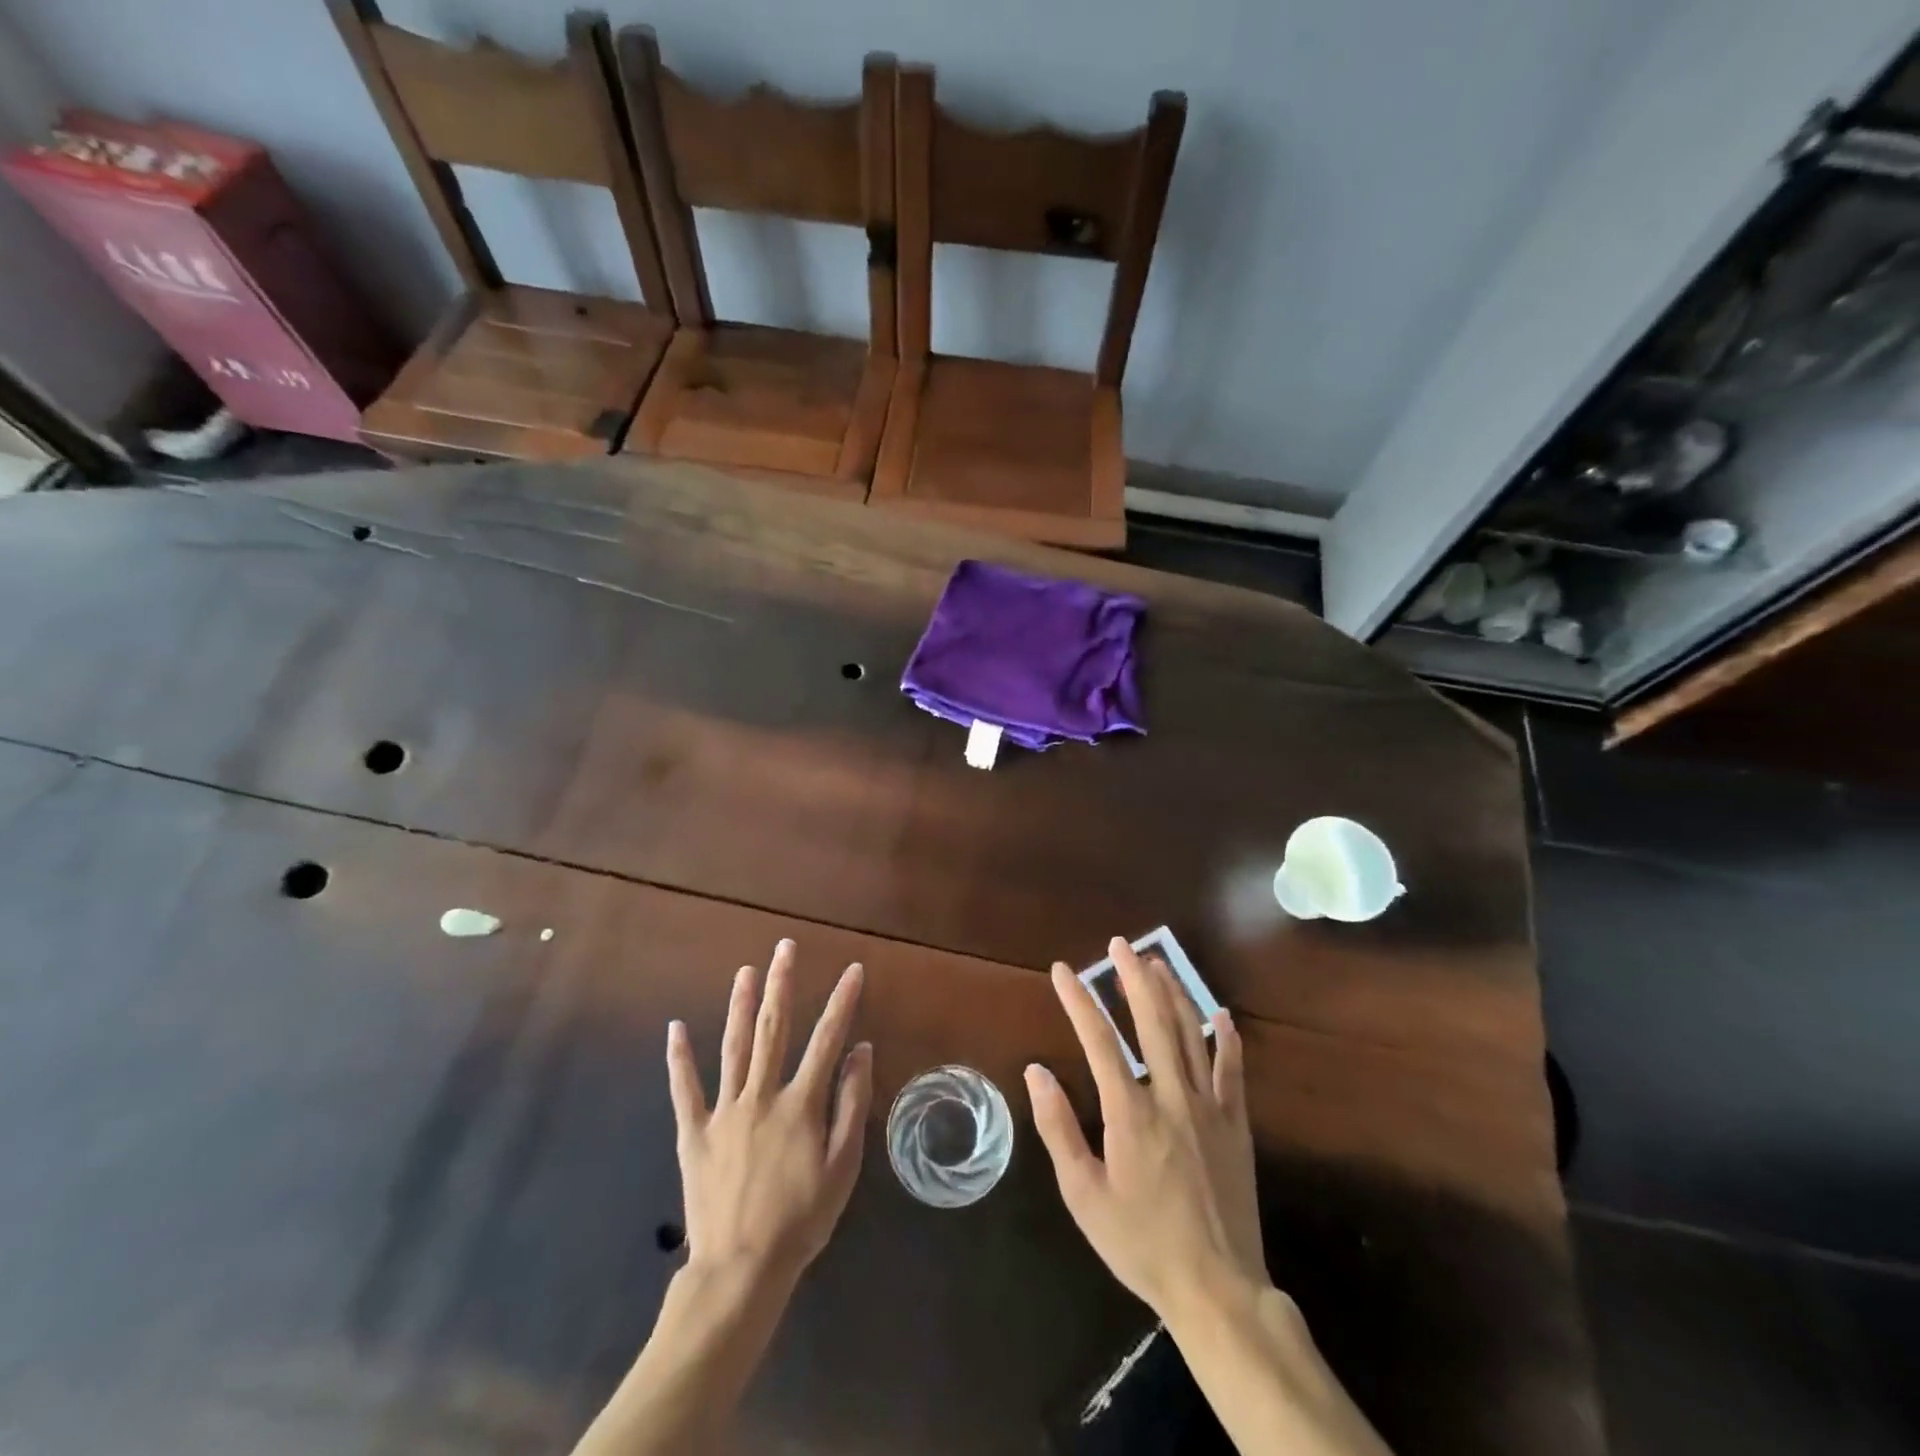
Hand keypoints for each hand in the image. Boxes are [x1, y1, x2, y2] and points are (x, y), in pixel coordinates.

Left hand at [666, 939, 872, 1290]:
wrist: (741, 1270)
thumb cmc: (801, 1220)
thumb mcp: (842, 1167)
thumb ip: (851, 1104)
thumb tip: (860, 1051)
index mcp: (800, 1103)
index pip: (827, 1040)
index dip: (842, 1002)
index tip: (854, 970)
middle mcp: (761, 1095)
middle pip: (772, 1028)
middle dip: (781, 984)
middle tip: (784, 947)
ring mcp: (724, 1112)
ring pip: (732, 1047)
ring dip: (738, 1005)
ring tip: (744, 971)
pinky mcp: (694, 1134)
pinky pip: (684, 1090)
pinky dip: (679, 1058)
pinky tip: (675, 1028)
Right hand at [1025, 938, 1266, 1321]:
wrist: (1216, 1289)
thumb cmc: (1140, 1243)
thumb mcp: (1084, 1196)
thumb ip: (1058, 1129)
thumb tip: (1037, 1071)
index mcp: (1130, 1113)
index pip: (1099, 1040)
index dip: (1079, 1001)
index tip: (1063, 971)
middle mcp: (1171, 1097)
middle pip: (1152, 1022)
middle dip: (1134, 978)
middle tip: (1120, 945)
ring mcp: (1209, 1108)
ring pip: (1191, 1035)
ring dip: (1173, 994)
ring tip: (1157, 963)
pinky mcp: (1236, 1125)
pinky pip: (1232, 1071)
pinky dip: (1226, 1039)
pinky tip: (1220, 1014)